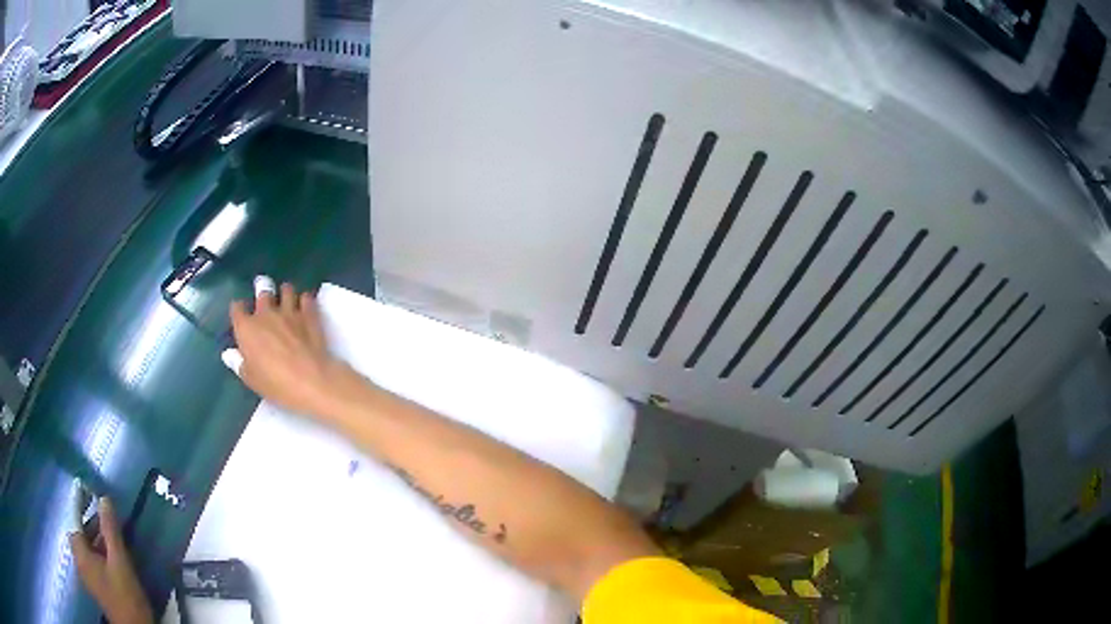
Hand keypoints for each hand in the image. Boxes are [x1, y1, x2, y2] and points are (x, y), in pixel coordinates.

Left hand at [69, 498, 152, 623]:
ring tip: (112, 538)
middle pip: (80, 534)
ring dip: (96, 540)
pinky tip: (112, 558)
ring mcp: (86, 575)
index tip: (86, 487)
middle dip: (91, 524)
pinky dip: (99, 553)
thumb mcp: (120, 563)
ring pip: (87, 549)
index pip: (75, 519)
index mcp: (79, 552)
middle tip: (106, 518)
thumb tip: (104, 498)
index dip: (79, 502)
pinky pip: (91, 561)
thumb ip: (110, 531)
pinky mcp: (95, 586)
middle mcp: (78, 560)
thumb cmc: (125, 597)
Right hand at [230, 283, 357, 417]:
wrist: (309, 380)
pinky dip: (305, 300)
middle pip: (262, 292)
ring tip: (286, 298)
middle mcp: (265, 314)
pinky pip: (306, 297)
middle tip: (264, 295)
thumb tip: (229, 354)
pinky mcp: (309, 314)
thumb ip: (238, 363)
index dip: (238, 309)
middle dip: (262, 291)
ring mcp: (288, 311)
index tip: (241, 314)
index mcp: (246, 328)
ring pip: (286, 289)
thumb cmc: (275, 383)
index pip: (237, 308)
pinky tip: (306, 305)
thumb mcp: (251, 379)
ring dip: (285, 292)